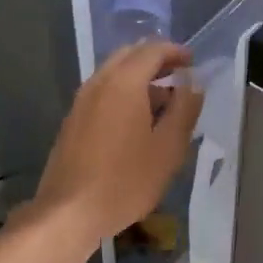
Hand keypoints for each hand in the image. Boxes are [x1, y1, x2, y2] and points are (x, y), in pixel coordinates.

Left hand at [33, 39, 203, 248]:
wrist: (69, 212)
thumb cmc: (126, 180)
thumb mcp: (168, 148)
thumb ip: (184, 109)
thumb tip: (192, 83)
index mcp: (124, 83)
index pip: (152, 50)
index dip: (175, 52)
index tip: (193, 62)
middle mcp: (99, 83)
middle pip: (129, 56)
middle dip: (155, 60)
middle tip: (179, 75)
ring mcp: (81, 102)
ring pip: (113, 74)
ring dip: (139, 77)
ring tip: (163, 101)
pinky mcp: (73, 121)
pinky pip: (102, 92)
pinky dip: (123, 93)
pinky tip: (137, 120)